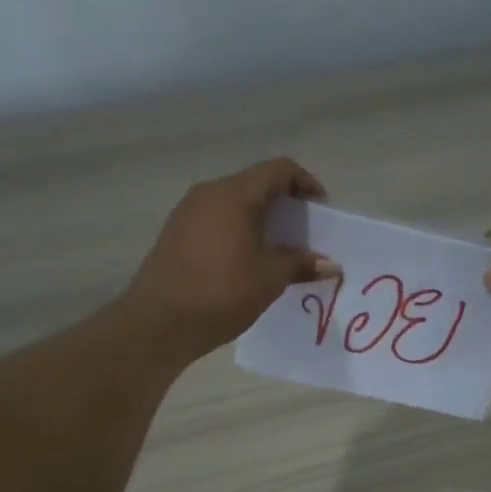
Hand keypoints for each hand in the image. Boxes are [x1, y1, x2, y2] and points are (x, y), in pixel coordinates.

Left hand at [125, 157, 338, 359]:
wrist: (159, 321)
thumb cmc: (223, 291)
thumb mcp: (270, 278)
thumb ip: (301, 263)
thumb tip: (330, 265)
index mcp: (235, 194)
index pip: (278, 170)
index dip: (305, 183)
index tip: (320, 208)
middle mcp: (209, 193)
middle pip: (254, 184)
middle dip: (282, 204)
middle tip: (302, 231)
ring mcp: (187, 212)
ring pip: (232, 204)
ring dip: (258, 219)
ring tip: (275, 248)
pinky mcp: (174, 234)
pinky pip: (214, 221)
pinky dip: (236, 231)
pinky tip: (244, 260)